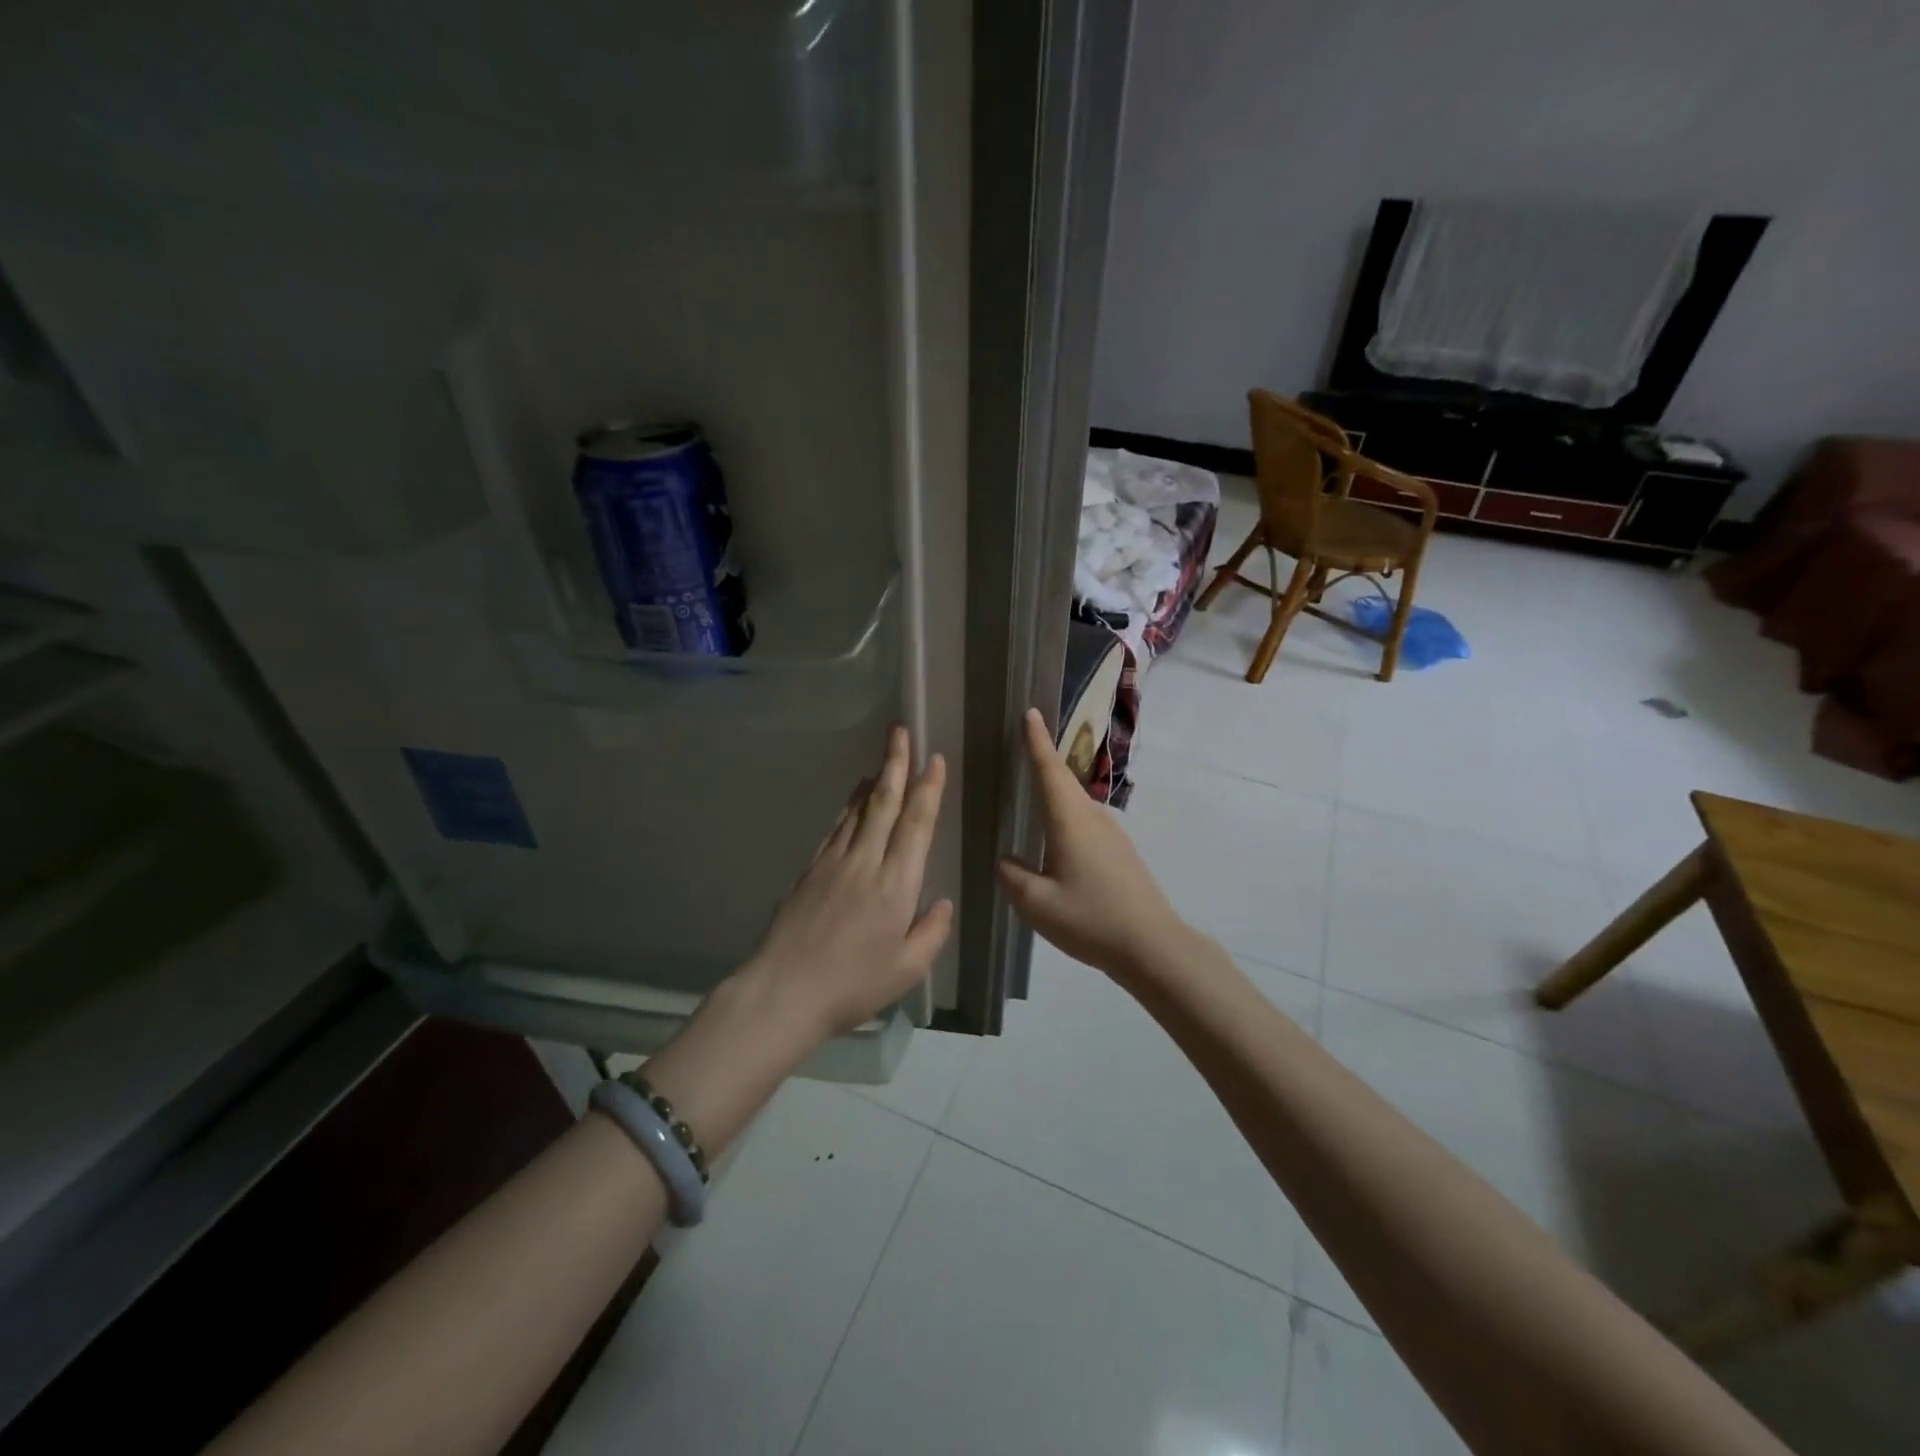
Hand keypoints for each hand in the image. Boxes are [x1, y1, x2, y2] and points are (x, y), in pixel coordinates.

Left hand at [740, 724, 953, 1036]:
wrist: (784, 991)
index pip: (916, 825)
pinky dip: (849, 806)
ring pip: (858, 810)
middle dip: (896, 765)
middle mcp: (866, 862)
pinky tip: (853, 801)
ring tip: (883, 759)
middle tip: (901, 732)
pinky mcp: (811, 870)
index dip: (927, 789)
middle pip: (884, 803)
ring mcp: (834, 862)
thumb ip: (932, 933)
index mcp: (896, 885)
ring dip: (874, 781)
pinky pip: (836, 827)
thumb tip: (941, 904)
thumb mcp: (907, 970)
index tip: (933, 760)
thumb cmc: (852, 984)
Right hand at [998, 708, 1186, 985]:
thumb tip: (1007, 860)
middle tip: (1021, 744)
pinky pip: (1085, 822)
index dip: (1037, 741)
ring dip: (1055, 790)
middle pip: (1063, 781)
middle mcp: (1092, 818)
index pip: (1049, 770)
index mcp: (1070, 821)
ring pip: (1075, 803)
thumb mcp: (1037, 904)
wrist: (1152, 945)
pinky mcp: (1120, 852)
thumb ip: (1014, 876)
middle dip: (1043, 759)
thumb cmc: (1090, 919)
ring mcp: (1112, 834)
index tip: (1031, 712)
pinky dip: (1066, 815)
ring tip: (1031, 790)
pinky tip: (1056, 837)